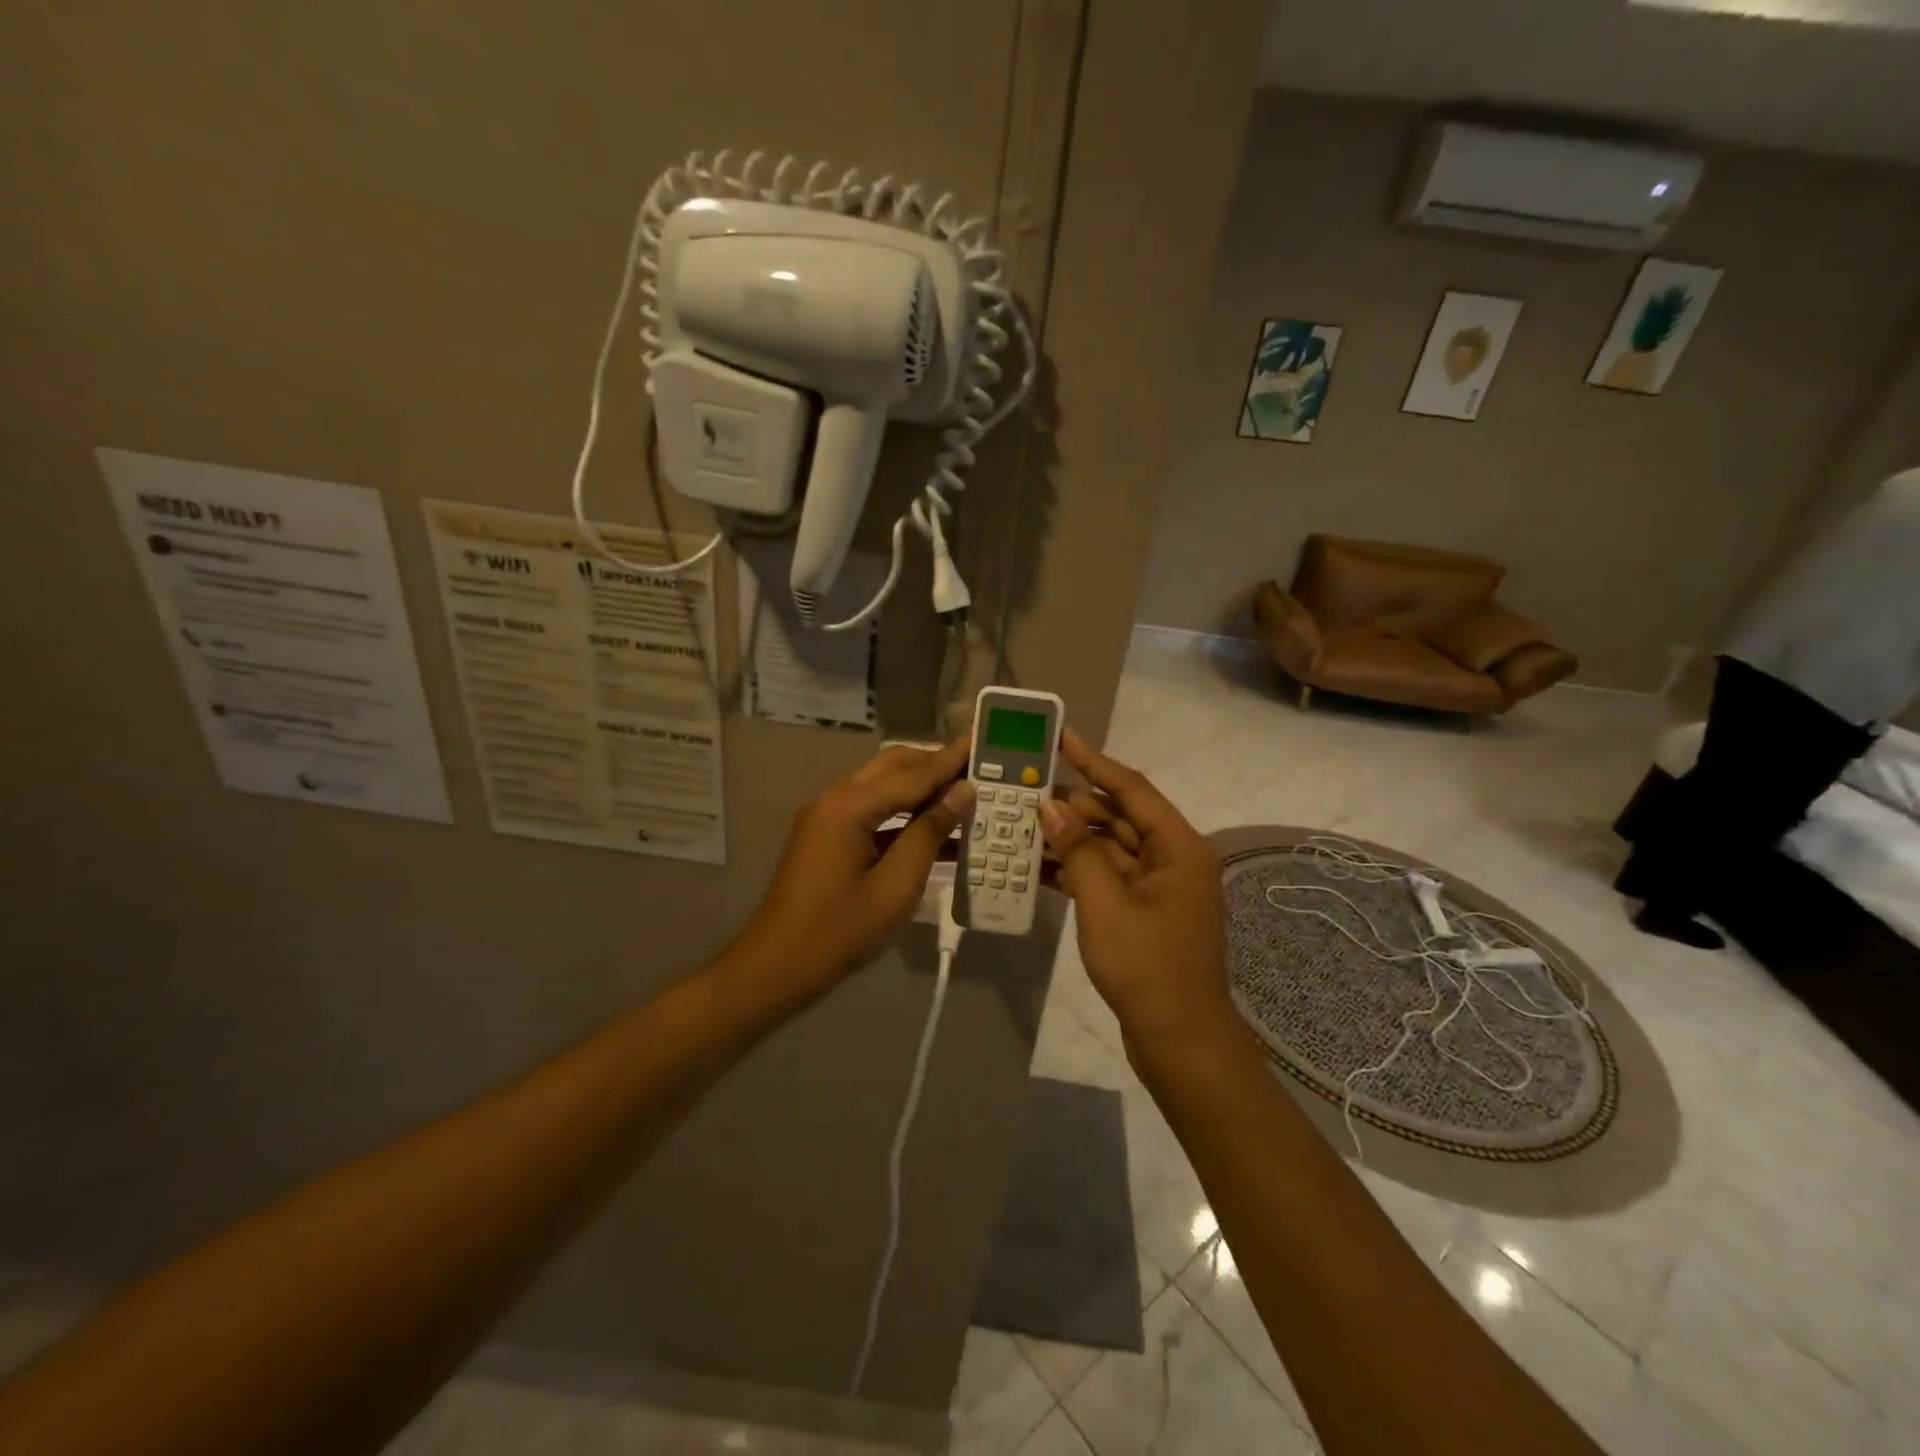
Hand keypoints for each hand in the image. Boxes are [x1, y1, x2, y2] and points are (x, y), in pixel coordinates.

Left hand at [735, 739, 973, 999]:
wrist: (777, 967)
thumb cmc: (840, 931)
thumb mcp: (896, 886)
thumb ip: (929, 833)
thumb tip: (962, 792)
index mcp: (849, 807)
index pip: (912, 774)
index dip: (949, 760)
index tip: (980, 739)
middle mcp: (835, 800)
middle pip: (893, 768)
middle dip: (934, 765)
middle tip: (975, 766)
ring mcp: (828, 818)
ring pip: (883, 788)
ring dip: (921, 789)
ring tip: (964, 794)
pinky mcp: (828, 837)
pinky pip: (873, 812)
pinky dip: (904, 816)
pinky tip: (937, 830)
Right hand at [1040, 729, 1234, 1047]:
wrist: (1178, 1040)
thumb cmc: (1149, 967)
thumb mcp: (1106, 904)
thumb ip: (1078, 850)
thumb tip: (1051, 805)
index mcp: (1178, 847)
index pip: (1131, 789)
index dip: (1094, 761)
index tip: (1062, 737)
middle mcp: (1171, 859)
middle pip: (1117, 817)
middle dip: (1073, 804)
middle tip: (1026, 788)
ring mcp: (1156, 887)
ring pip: (1107, 848)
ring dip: (1069, 838)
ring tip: (1022, 822)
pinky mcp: (1140, 912)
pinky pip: (1104, 877)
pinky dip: (1075, 870)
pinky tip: (1036, 865)